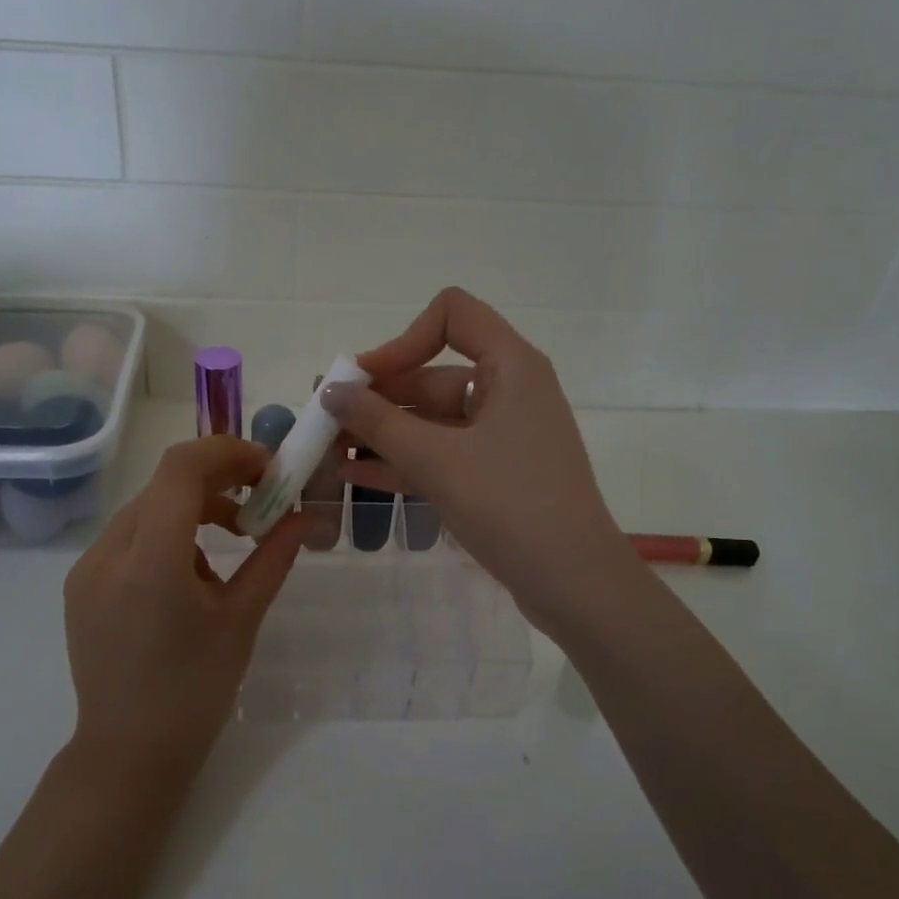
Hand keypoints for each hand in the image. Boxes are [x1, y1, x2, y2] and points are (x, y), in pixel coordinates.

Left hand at [63, 436, 304, 785]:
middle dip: (218, 480)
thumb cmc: (196, 690)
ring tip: (233, 543)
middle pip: (164, 485)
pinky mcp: (81, 586)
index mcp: (149, 562)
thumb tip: (304, 515)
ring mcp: (87, 569)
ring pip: (146, 509)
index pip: (181, 469)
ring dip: (193, 509)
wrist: (129, 754)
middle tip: (262, 497)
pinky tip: (192, 576)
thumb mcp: (242, 618)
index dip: (228, 452)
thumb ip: (273, 557)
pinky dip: (167, 536)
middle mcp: (107, 554)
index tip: (268, 467)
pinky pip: (129, 538)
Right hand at [323, 288, 642, 634]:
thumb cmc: (511, 504)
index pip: (453, 315)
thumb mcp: (437, 461)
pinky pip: (442, 455)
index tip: (365, 380)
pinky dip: (403, 462)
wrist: (574, 583)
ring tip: (329, 451)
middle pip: (432, 375)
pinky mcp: (496, 475)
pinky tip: (356, 476)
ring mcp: (502, 436)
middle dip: (377, 398)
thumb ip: (379, 423)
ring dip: (382, 434)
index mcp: (510, 367)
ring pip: (432, 421)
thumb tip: (330, 391)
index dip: (403, 340)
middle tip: (324, 420)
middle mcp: (508, 391)